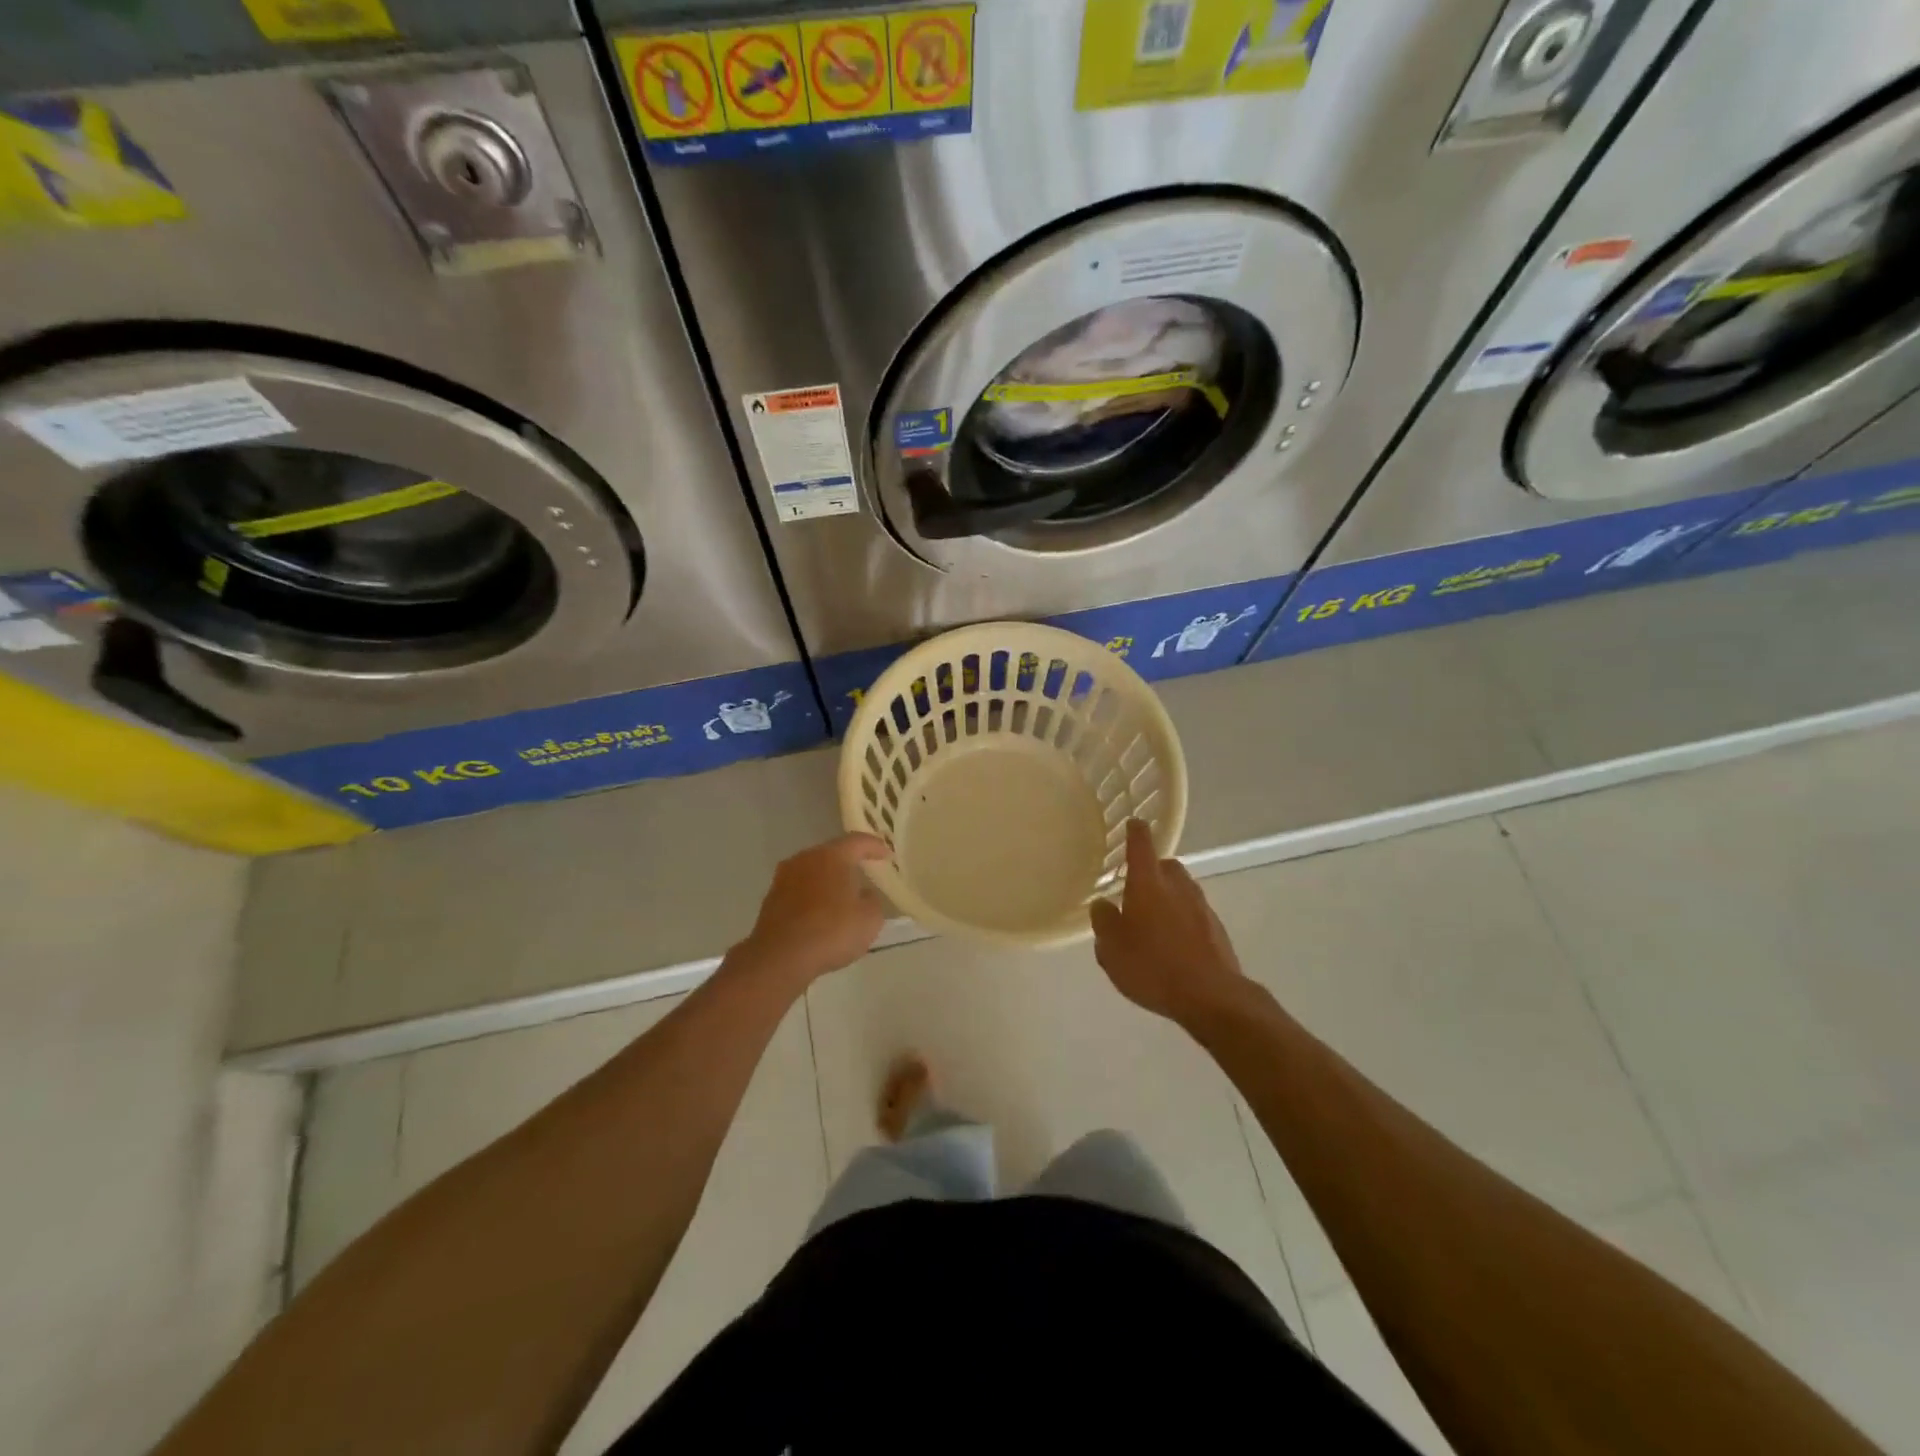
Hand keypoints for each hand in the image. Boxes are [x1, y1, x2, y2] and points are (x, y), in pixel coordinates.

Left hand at [734, 833, 890, 988]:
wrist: (780, 957)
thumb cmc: (832, 931)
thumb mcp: (870, 919)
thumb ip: (872, 900)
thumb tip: (863, 895)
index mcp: (832, 856)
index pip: (858, 841)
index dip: (875, 846)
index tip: (887, 855)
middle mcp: (806, 859)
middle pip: (832, 853)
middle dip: (849, 862)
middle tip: (865, 871)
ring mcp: (784, 877)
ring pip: (813, 871)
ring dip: (828, 880)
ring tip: (843, 894)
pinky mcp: (771, 899)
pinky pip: (800, 890)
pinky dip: (813, 896)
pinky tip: (821, 913)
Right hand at [1090, 820, 1253, 1028]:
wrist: (1212, 996)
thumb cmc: (1153, 966)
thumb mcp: (1111, 949)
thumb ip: (1103, 922)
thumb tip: (1103, 904)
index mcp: (1148, 883)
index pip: (1141, 844)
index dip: (1135, 831)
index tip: (1132, 823)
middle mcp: (1177, 886)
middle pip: (1165, 866)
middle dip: (1151, 870)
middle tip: (1134, 887)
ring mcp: (1201, 906)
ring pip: (1181, 889)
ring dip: (1167, 895)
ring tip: (1151, 919)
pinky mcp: (1216, 928)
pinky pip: (1193, 912)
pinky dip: (1181, 918)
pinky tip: (1171, 943)